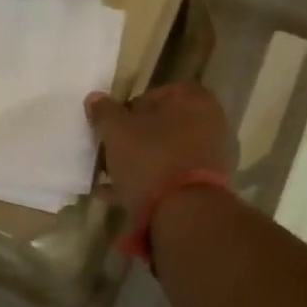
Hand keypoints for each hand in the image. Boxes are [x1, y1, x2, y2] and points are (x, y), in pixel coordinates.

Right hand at [86, 83, 232, 211]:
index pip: (152, 95)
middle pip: (160, 126)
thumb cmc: (150, 158)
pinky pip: (171, 176)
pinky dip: (149, 182)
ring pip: (165, 153)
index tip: (111, 129)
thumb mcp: (116, 131)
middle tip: (109, 153)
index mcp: (192, 99)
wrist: (185, 211)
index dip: (126, 111)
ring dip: (139, 162)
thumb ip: (104, 112)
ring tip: (110, 179)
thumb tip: (95, 98)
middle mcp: (209, 122)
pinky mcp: (207, 184)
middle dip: (133, 139)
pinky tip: (121, 195)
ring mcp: (211, 155)